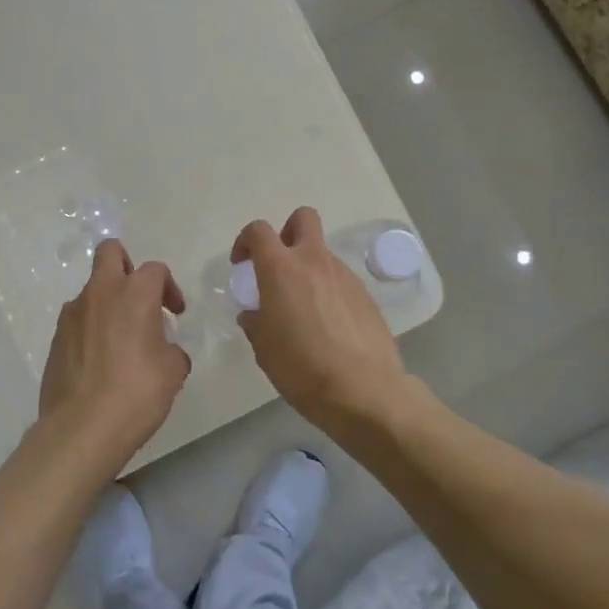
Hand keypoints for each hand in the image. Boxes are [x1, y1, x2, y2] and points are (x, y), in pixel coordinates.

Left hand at [39, 239, 191, 471]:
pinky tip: (102, 362)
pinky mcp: (55, 339)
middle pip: (110, 252)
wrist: (82, 428)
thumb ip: (172, 350)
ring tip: (122, 341)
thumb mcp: (173, 371)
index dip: (169, 288)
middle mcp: (99, 293)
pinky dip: (92, 329)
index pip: (155, 270)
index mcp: (134, 293)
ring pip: (92, 290)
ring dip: (109, 303)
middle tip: (140, 298)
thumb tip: (164, 351)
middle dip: (127, 265)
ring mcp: (71, 315)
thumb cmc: (137, 393)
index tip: (175, 314)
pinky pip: (78, 320)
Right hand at [233, 207, 408, 431]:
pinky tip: (328, 326)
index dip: (245, 241)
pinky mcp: (366, 295)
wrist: (363, 390)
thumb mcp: (263, 348)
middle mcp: (315, 262)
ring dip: (308, 268)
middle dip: (287, 232)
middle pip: (302, 218)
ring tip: (303, 310)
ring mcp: (345, 276)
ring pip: (322, 254)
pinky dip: (328, 291)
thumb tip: (255, 314)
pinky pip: (340, 281)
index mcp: (281, 269)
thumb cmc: (302, 367)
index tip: (242, 266)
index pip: (259, 231)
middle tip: (278, 266)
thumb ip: (255, 322)